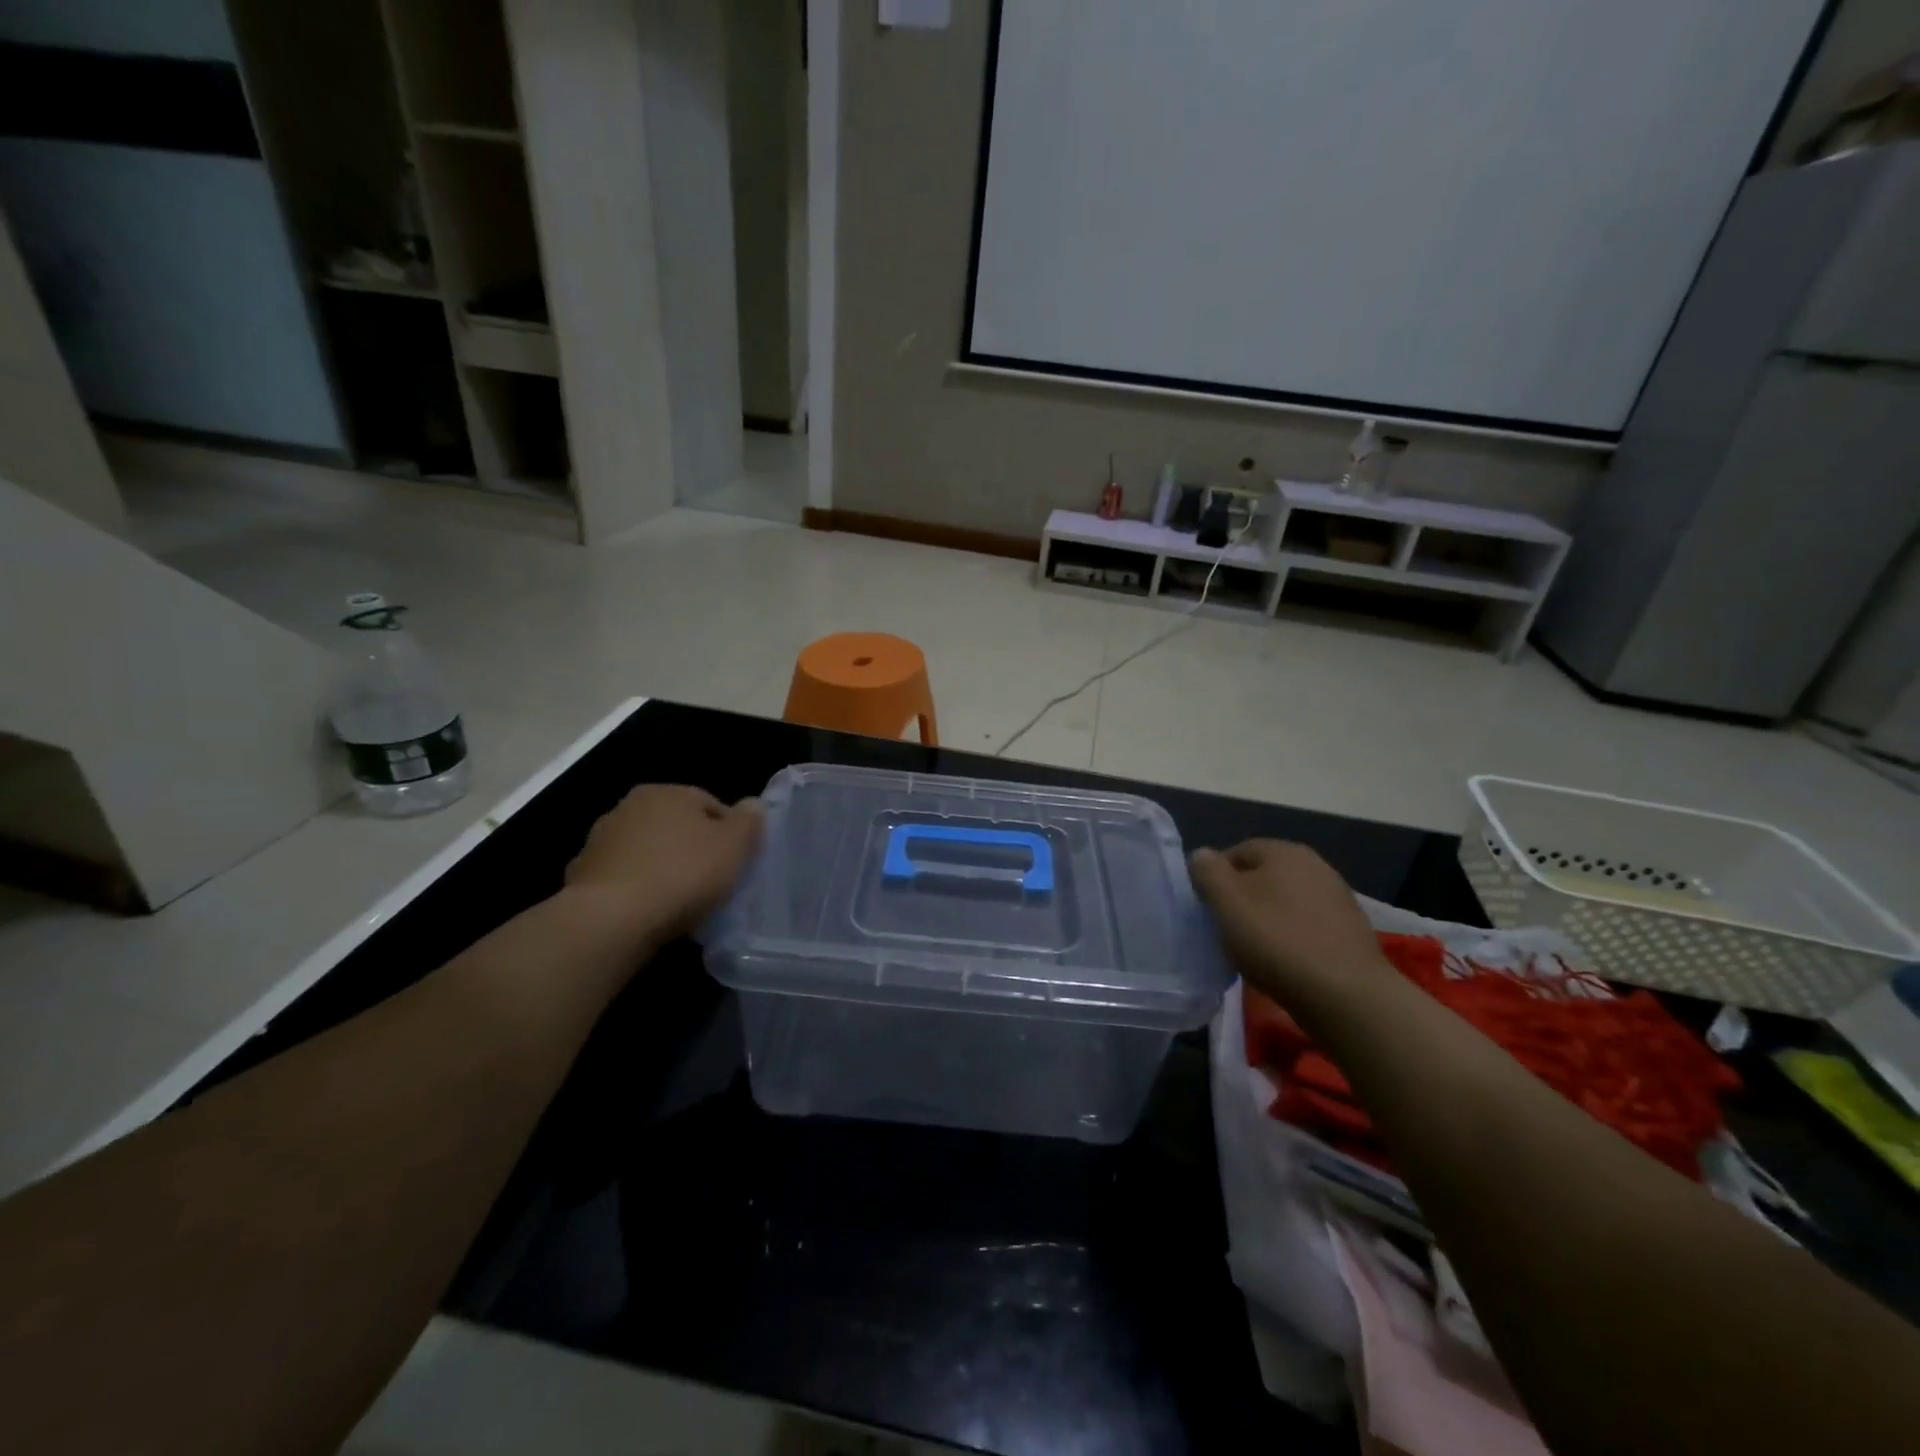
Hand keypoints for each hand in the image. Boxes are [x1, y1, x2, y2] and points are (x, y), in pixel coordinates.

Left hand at [566, 784, 763, 942]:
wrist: (610, 920)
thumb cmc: (682, 874)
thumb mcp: (733, 846)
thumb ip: (748, 821)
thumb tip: (753, 805)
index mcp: (666, 792)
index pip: (711, 805)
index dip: (730, 834)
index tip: (738, 863)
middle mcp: (629, 807)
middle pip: (676, 827)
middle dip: (693, 850)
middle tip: (713, 883)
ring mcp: (600, 842)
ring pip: (647, 853)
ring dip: (663, 870)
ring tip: (681, 903)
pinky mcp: (581, 877)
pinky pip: (623, 880)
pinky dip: (636, 890)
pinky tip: (649, 913)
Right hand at [1189, 840, 1389, 1005]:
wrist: (1347, 996)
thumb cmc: (1277, 941)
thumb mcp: (1226, 903)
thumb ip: (1207, 871)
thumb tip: (1202, 856)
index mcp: (1284, 851)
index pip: (1235, 852)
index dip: (1214, 879)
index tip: (1206, 910)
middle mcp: (1315, 865)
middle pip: (1262, 877)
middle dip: (1242, 899)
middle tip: (1226, 929)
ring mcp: (1337, 897)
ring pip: (1285, 902)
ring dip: (1267, 919)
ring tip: (1254, 950)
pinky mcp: (1351, 930)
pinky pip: (1306, 925)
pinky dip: (1291, 937)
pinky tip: (1285, 962)